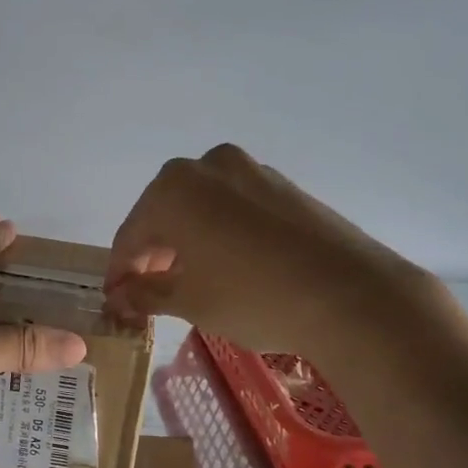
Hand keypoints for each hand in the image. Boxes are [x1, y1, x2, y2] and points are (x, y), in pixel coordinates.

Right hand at [106, 144, 446, 357]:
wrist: (351, 295)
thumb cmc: (252, 297)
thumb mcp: (189, 301)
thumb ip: (145, 293)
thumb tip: (118, 296)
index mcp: (173, 189)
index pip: (131, 235)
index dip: (120, 272)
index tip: (116, 301)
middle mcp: (207, 166)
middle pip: (164, 214)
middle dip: (154, 255)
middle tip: (151, 294)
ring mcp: (251, 170)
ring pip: (201, 208)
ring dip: (188, 242)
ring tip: (192, 281)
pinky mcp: (284, 186)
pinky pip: (235, 207)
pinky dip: (221, 233)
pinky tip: (230, 266)